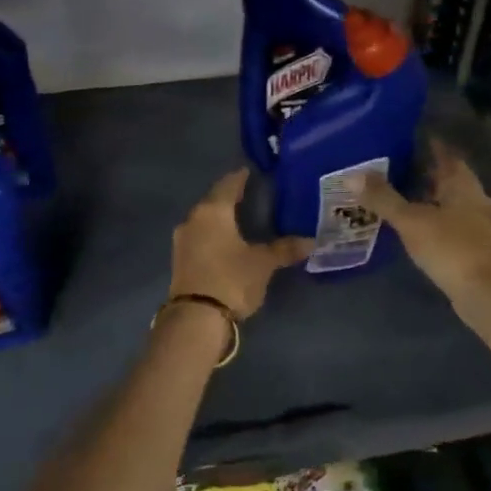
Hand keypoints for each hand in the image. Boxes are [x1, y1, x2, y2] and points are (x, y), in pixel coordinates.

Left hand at [170, 170, 310, 318]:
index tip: (252, 172)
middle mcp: (193, 219)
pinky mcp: (180, 259)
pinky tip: (226, 240)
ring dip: (220, 217)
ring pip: (205, 219)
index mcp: (213, 210)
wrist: (195, 318)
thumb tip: (310, 241)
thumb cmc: (231, 279)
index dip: (241, 177)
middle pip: (214, 200)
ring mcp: (182, 240)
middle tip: (251, 194)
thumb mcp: (263, 263)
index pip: (229, 184)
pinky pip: (200, 237)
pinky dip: (213, 234)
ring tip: (241, 218)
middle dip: (230, 197)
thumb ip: (284, 249)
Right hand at [359, 140, 490, 300]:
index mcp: (463, 185)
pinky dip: (432, 221)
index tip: (407, 138)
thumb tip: (351, 175)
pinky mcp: (474, 249)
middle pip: (448, 179)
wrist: (487, 294)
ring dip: (428, 199)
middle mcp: (474, 200)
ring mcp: (477, 226)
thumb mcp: (411, 221)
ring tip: (399, 196)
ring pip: (449, 203)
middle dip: (425, 172)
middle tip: (394, 166)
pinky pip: (449, 226)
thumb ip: (383, 198)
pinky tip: (414, 228)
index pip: (446, 155)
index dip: (429, 145)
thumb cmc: (451, 248)